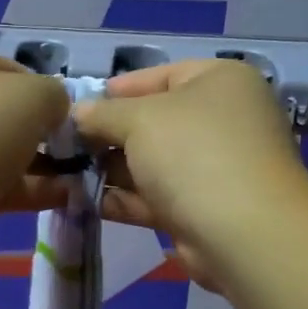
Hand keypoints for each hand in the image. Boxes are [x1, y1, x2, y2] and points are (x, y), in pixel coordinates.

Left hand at [0, 38, 71, 262]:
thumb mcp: (32, 97)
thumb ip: (54, 95)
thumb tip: (54, 112)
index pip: (10, 68)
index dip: (45, 93)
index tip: (67, 121)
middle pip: (1, 110)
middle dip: (40, 133)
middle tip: (73, 153)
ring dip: (36, 164)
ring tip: (77, 180)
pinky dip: (21, 187)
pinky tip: (60, 199)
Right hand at [73, 59, 307, 291]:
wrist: (242, 233)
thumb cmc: (193, 154)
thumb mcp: (139, 119)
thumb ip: (102, 113)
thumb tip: (78, 113)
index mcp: (219, 83)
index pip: (160, 75)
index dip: (116, 90)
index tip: (77, 107)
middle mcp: (221, 120)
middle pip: (152, 121)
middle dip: (108, 135)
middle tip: (65, 145)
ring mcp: (213, 167)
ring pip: (151, 162)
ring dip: (110, 169)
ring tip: (66, 174)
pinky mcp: (201, 208)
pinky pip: (154, 196)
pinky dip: (123, 198)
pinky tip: (85, 202)